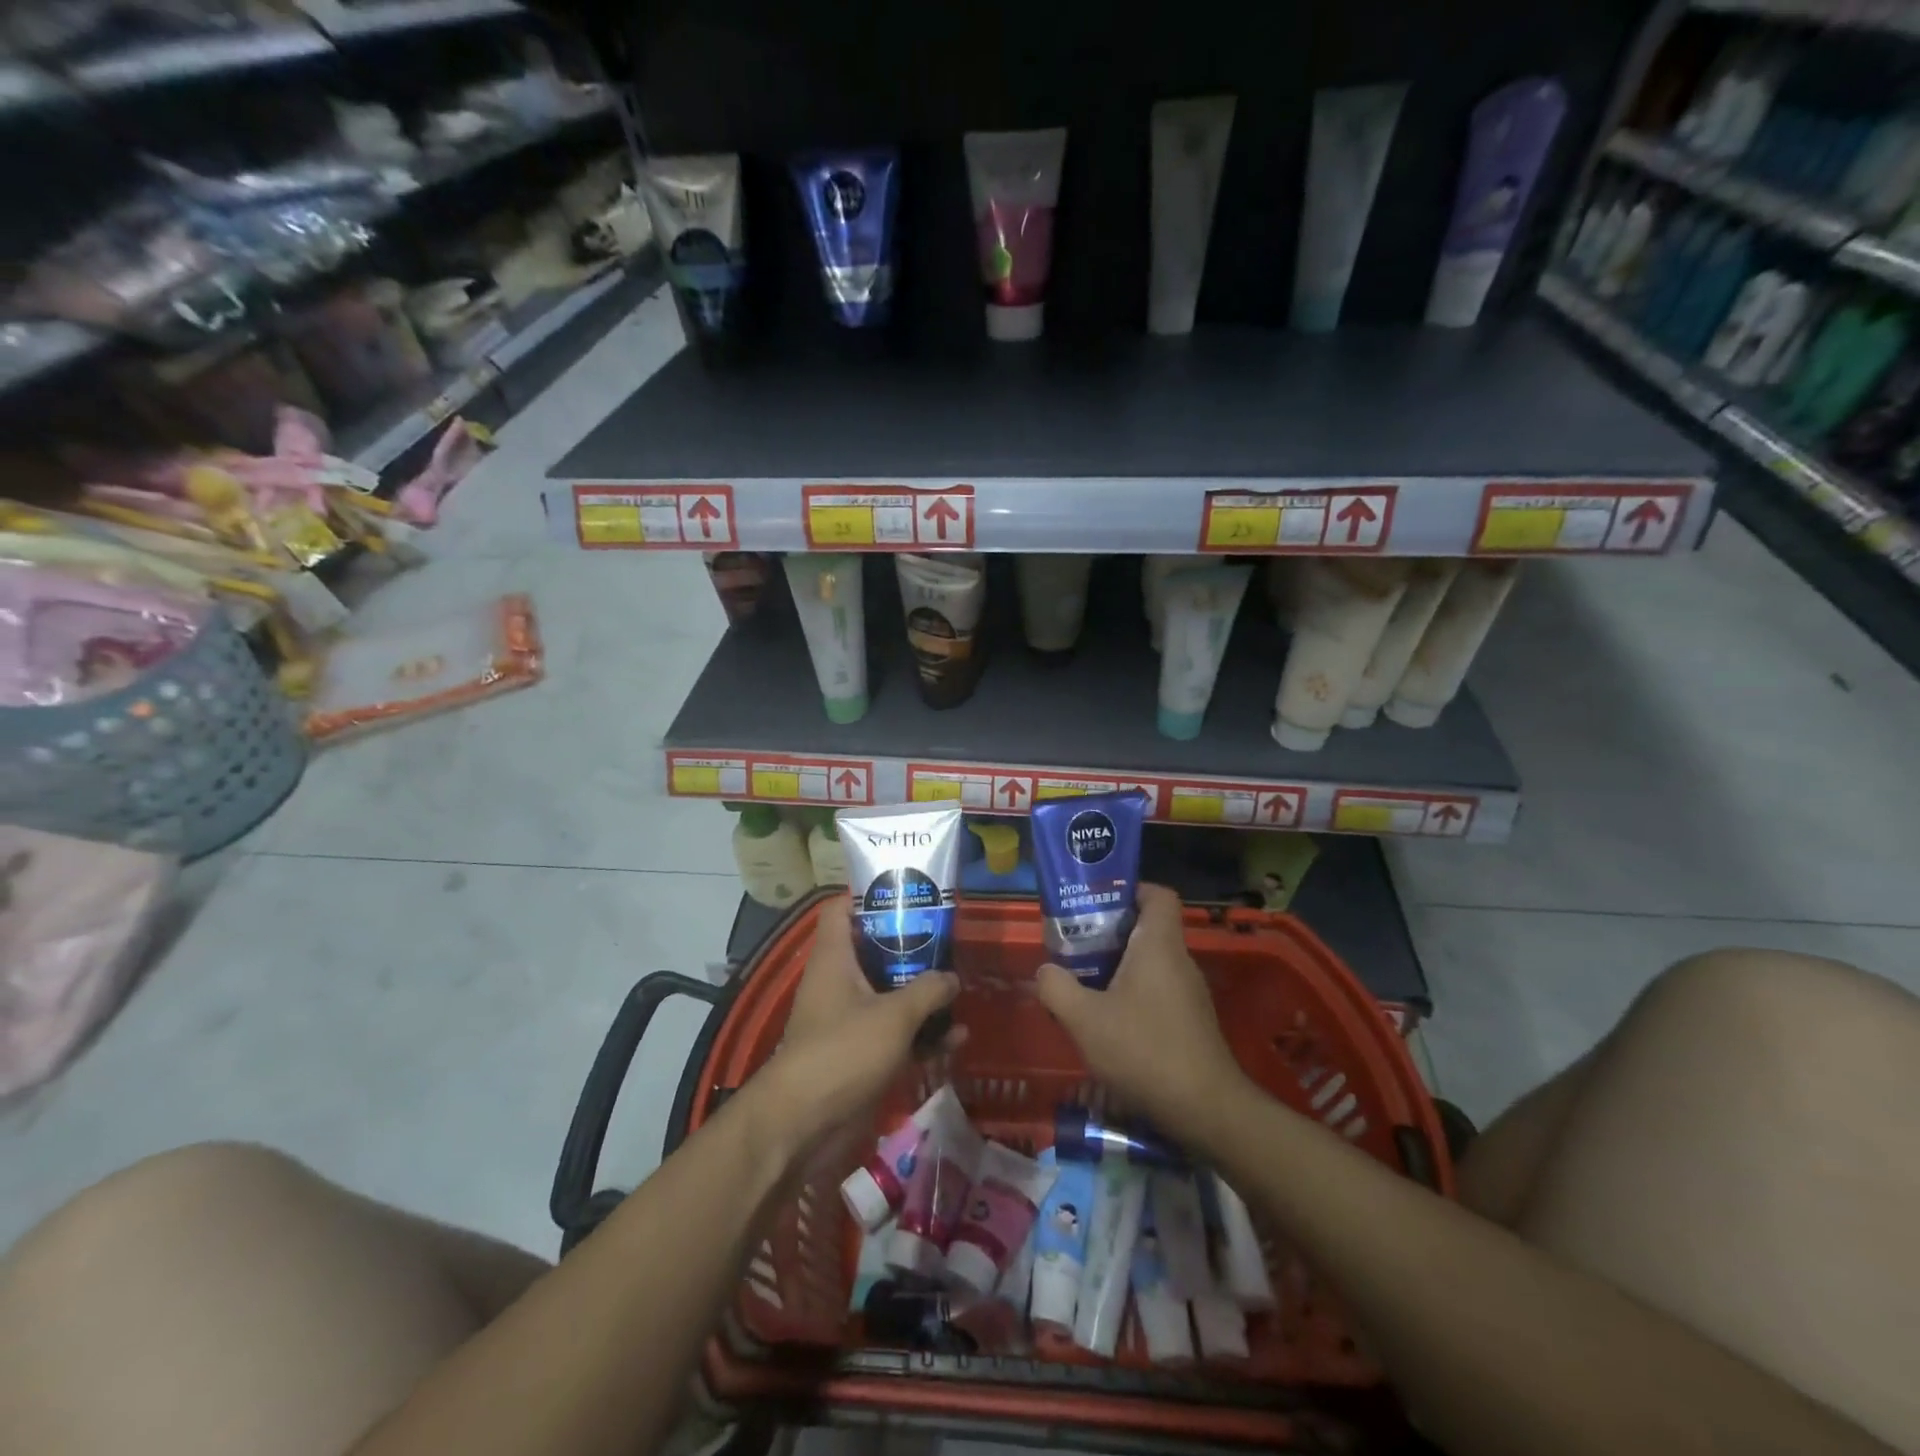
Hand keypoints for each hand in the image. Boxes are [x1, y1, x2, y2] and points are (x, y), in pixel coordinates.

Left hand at [755, 896, 959, 1160]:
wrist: (804, 1126)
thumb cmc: (842, 1051)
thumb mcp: (894, 1015)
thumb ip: (927, 990)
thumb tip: (951, 977)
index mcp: (835, 959)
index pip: (841, 910)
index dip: (868, 895)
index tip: (905, 893)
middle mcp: (840, 983)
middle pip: (874, 951)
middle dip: (910, 948)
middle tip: (947, 940)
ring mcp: (849, 1021)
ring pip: (890, 995)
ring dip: (923, 996)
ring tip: (960, 990)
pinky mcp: (860, 1056)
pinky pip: (896, 1036)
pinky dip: (922, 1036)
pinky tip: (956, 1039)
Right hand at [1035, 883, 1250, 1141]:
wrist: (1206, 1111)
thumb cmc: (1144, 1050)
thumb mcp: (1084, 1019)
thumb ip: (1057, 987)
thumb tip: (1045, 970)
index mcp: (1159, 945)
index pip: (1158, 894)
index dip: (1130, 890)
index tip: (1097, 903)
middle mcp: (1179, 961)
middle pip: (1148, 928)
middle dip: (1110, 933)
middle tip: (1075, 945)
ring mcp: (1189, 993)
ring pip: (1150, 963)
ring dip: (1117, 967)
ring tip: (1082, 983)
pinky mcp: (1191, 1022)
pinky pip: (1157, 991)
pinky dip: (1132, 995)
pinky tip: (1107, 1022)